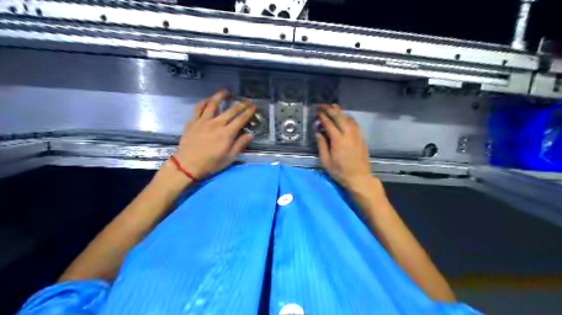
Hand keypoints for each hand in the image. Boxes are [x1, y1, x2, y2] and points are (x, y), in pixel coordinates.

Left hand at [173, 90, 255, 180]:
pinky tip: (207, 100)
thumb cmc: (211, 163)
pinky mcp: (193, 122)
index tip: (254, 106)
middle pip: (230, 110)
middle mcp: (216, 123)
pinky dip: (203, 102)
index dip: (248, 112)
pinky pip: (198, 108)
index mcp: (227, 133)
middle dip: (240, 104)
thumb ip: (240, 144)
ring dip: (220, 96)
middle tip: (246, 100)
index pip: (241, 119)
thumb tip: (251, 135)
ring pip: (212, 104)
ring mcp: (203, 121)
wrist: (187, 165)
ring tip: (225, 91)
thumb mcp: (229, 158)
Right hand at [316, 103, 372, 188]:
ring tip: (333, 107)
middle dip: (331, 110)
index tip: (317, 112)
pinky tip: (345, 117)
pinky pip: (355, 124)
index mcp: (338, 140)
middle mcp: (348, 134)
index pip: (329, 124)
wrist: (359, 177)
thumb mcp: (326, 161)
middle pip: (339, 117)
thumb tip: (318, 132)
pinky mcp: (361, 138)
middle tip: (323, 105)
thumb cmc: (340, 172)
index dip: (323, 116)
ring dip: (340, 112)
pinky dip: (348, 118)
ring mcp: (356, 135)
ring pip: (348, 119)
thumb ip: (322, 145)